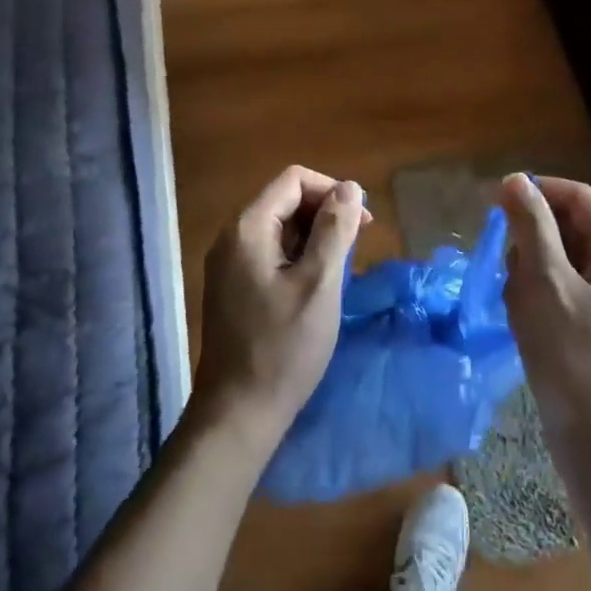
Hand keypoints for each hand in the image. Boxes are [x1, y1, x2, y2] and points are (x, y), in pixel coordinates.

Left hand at [194, 166, 368, 448]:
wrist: (239, 411)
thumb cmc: (284, 348)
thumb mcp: (320, 285)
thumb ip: (335, 230)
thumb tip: (350, 187)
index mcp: (247, 228)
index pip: (294, 180)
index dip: (332, 191)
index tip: (362, 223)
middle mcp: (231, 237)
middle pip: (284, 201)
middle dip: (324, 214)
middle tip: (357, 247)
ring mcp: (228, 263)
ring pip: (279, 228)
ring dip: (313, 237)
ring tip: (340, 270)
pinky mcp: (232, 286)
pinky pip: (269, 253)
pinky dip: (297, 257)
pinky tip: (316, 286)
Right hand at [500, 173, 590, 453]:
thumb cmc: (571, 356)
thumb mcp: (543, 282)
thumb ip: (530, 225)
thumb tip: (515, 180)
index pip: (576, 196)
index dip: (534, 193)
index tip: (490, 205)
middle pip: (570, 224)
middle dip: (531, 239)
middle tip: (505, 267)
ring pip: (563, 255)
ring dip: (531, 268)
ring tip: (517, 300)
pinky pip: (566, 283)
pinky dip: (540, 291)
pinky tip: (526, 317)